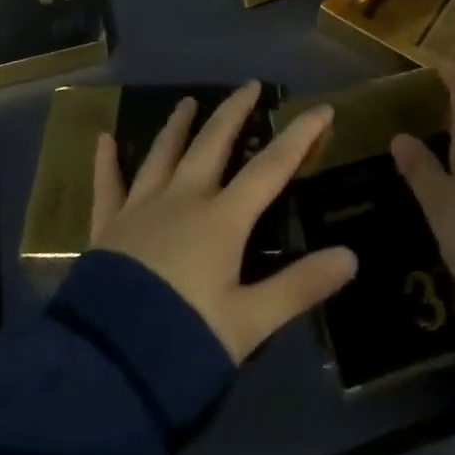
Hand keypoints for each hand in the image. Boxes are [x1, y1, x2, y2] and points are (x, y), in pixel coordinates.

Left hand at [90, 81, 357, 362]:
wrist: (106, 369)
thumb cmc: (185, 343)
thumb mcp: (250, 323)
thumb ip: (300, 286)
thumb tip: (351, 256)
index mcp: (222, 219)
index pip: (271, 167)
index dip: (300, 136)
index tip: (321, 109)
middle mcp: (183, 199)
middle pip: (213, 142)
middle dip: (234, 111)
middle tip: (249, 86)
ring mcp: (141, 208)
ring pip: (163, 153)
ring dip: (178, 125)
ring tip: (188, 101)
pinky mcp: (108, 228)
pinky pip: (108, 185)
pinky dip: (106, 161)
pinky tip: (103, 139)